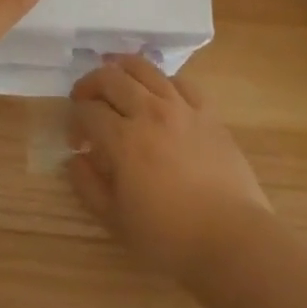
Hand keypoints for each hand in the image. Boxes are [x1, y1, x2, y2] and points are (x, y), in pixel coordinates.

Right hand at [67, 55, 271, 280]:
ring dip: (122, 69)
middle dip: (90, 84)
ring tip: (116, 81)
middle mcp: (149, 112)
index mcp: (123, 140)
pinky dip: (162, 81)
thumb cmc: (170, 237)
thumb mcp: (116, 220)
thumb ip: (88, 186)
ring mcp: (181, 107)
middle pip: (110, 78)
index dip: (75, 121)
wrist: (232, 239)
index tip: (76, 140)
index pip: (88, 111)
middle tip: (85, 99)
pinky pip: (180, 82)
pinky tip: (159, 94)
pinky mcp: (207, 111)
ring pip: (144, 68)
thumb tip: (74, 158)